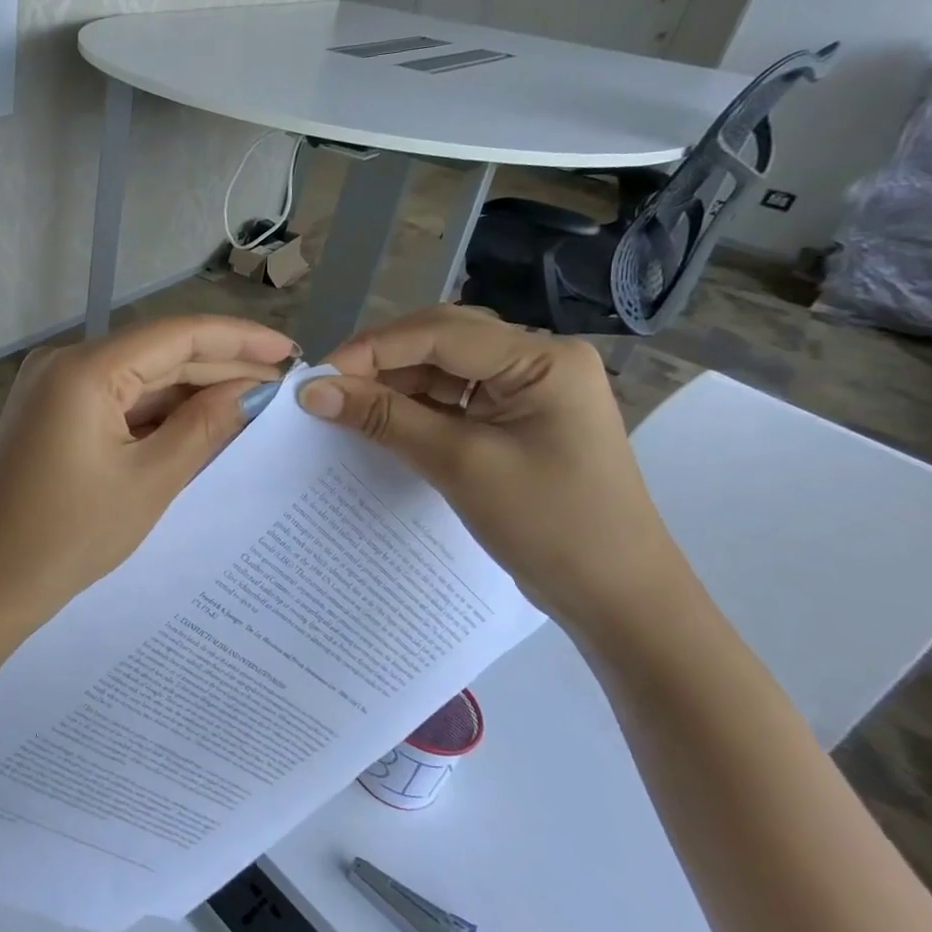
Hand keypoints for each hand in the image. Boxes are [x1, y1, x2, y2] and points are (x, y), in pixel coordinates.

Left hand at [0, 315, 294, 637]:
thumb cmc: (69, 537)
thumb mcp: (149, 481)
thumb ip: (204, 426)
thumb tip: (252, 390)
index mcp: (85, 369)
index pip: (176, 334)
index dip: (237, 338)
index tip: (288, 350)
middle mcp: (65, 364)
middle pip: (157, 354)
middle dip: (219, 367)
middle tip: (281, 383)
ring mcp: (53, 389)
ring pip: (138, 379)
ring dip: (190, 392)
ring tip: (253, 404)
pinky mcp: (51, 415)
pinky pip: (115, 402)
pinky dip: (156, 414)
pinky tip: (200, 422)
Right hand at [297, 306, 696, 636]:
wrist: (618, 598)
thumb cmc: (550, 525)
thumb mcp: (459, 465)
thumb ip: (385, 419)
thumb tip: (313, 391)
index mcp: (542, 359)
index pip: (440, 332)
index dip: (372, 349)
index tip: (317, 378)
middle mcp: (538, 361)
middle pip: (441, 342)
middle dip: (380, 363)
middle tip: (327, 391)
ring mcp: (529, 391)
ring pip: (443, 370)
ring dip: (393, 386)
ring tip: (345, 409)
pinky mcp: (517, 421)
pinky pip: (454, 400)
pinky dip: (414, 410)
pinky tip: (380, 424)